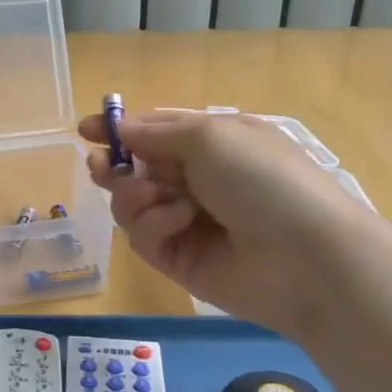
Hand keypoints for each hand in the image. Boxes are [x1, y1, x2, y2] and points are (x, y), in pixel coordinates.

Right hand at [79, 109, 374, 333]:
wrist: (306, 256)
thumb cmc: (262, 178)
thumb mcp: (210, 136)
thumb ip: (157, 132)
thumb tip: (122, 130)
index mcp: (211, 144)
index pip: (154, 132)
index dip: (120, 131)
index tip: (86, 130)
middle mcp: (196, 181)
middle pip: (135, 170)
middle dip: (115, 167)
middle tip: (102, 168)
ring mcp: (186, 222)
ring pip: (132, 204)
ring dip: (137, 195)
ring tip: (158, 196)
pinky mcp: (178, 260)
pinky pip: (143, 236)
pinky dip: (154, 224)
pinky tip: (178, 222)